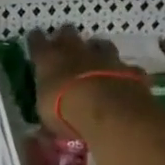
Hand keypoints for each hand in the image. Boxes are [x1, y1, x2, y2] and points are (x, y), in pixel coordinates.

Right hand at [28, 26, 145, 138]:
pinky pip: (126, 67)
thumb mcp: (46, 117)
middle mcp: (75, 52)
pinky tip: (122, 80)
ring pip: (100, 44)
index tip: (35, 38)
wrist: (108, 112)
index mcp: (49, 60)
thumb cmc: (65, 112)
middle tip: (64, 45)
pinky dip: (122, 72)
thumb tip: (41, 132)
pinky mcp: (130, 70)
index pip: (37, 42)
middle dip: (65, 37)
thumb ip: (45, 116)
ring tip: (95, 58)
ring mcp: (105, 58)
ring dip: (96, 49)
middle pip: (68, 33)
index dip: (35, 40)